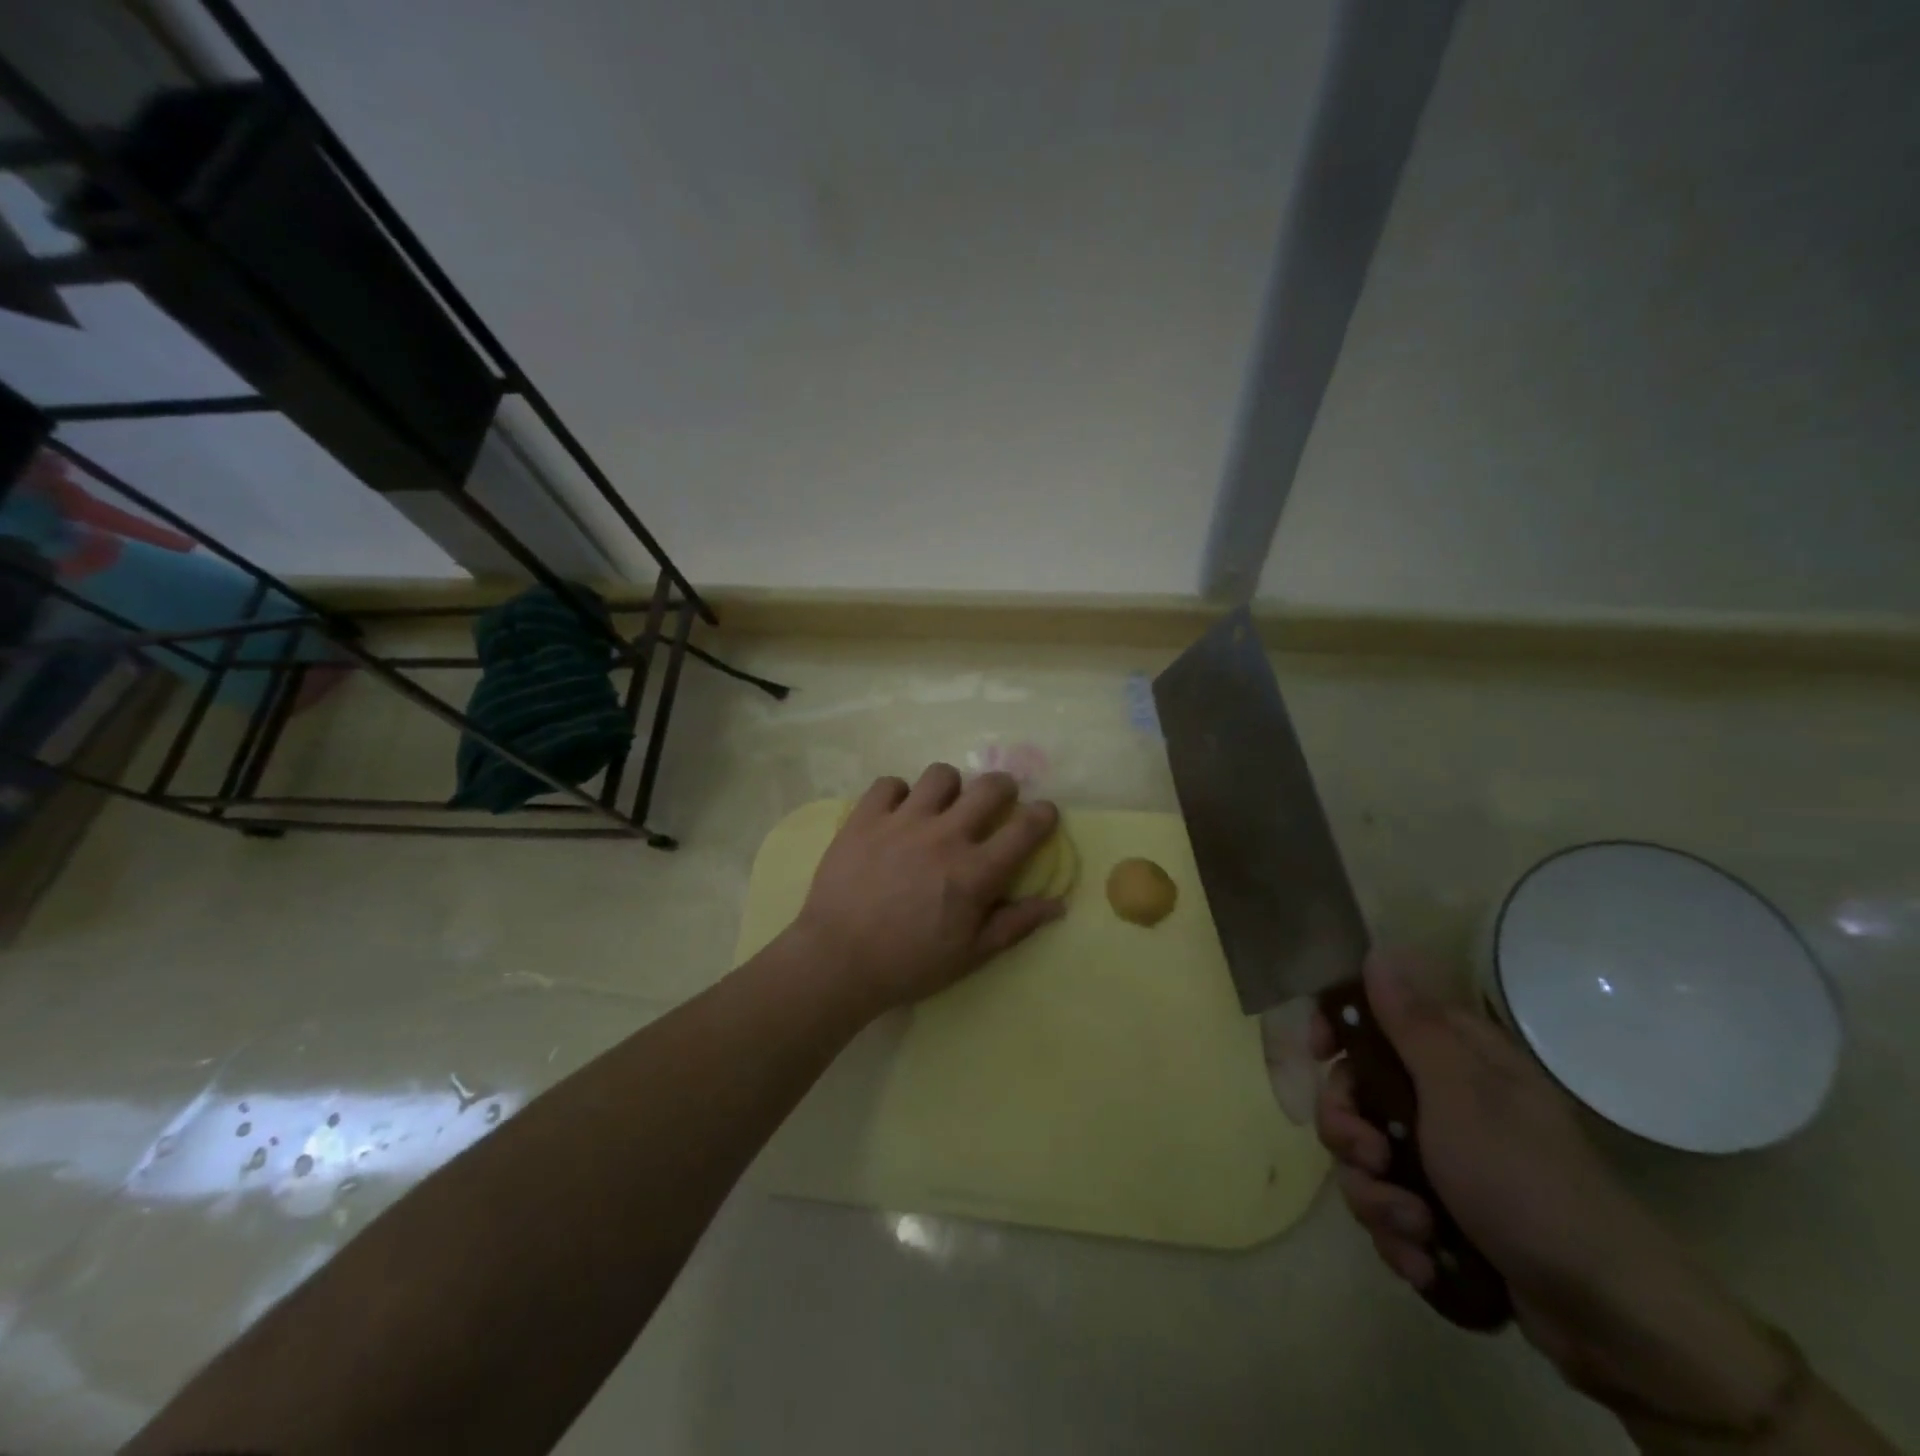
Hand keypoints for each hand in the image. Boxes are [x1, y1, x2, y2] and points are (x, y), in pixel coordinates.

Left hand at [789, 765, 1062, 1017]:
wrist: (837, 960)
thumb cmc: (910, 964)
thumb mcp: (971, 955)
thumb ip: (1015, 925)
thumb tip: (1057, 904)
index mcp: (975, 872)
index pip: (1026, 828)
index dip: (1044, 814)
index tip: (1043, 813)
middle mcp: (945, 836)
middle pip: (990, 786)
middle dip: (1003, 788)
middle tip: (995, 802)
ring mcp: (903, 821)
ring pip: (940, 775)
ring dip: (949, 788)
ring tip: (940, 807)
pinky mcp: (865, 817)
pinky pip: (889, 783)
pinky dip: (897, 795)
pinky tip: (895, 815)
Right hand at [1313, 952, 1791, 1428]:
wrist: (1606, 1315)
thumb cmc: (1525, 1181)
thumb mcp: (1459, 1093)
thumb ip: (1410, 1024)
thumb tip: (1378, 951)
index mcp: (1453, 1059)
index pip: (1373, 1018)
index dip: (1335, 1029)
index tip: (1317, 1053)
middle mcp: (1443, 1102)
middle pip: (1353, 1094)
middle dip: (1348, 1132)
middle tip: (1372, 1158)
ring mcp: (1442, 1161)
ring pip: (1364, 1158)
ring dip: (1375, 1197)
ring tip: (1415, 1227)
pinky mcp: (1443, 1215)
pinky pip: (1386, 1210)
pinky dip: (1398, 1237)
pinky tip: (1424, 1260)